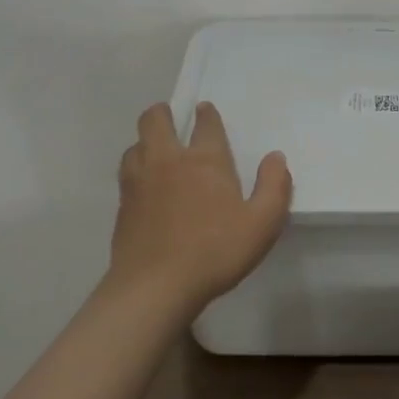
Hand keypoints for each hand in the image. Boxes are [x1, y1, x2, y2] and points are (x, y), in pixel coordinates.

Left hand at [111, 102, 291, 313]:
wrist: (154, 288)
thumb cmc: (215, 251)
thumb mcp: (262, 223)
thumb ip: (274, 187)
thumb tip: (275, 158)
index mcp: (205, 160)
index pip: (206, 124)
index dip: (207, 114)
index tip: (205, 110)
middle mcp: (168, 161)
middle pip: (155, 121)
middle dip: (162, 113)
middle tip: (171, 118)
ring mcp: (139, 182)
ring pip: (135, 145)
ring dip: (145, 142)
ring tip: (156, 151)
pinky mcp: (122, 207)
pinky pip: (126, 174)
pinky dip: (135, 170)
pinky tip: (144, 186)